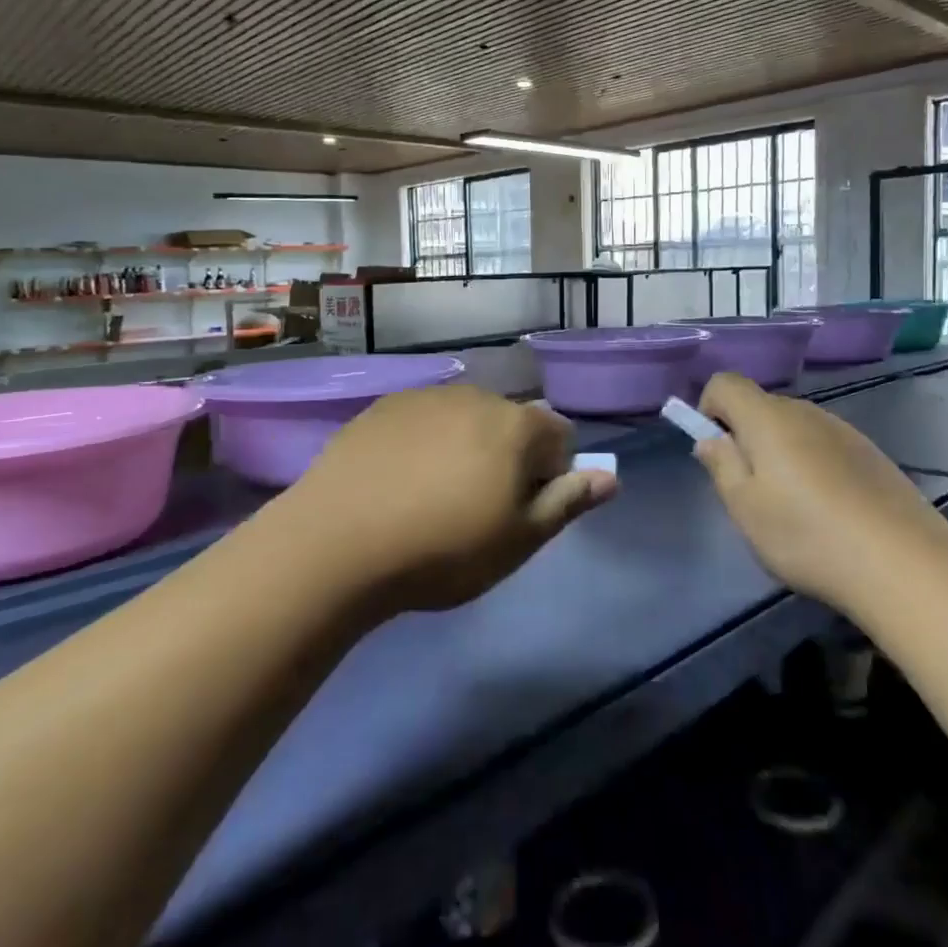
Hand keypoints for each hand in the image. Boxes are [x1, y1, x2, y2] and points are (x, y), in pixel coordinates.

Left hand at [283, 385, 617, 613]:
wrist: (336, 544)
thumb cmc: (442, 550)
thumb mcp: (518, 540)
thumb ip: (568, 502)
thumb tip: (610, 477)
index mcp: (516, 425)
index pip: (560, 437)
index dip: (550, 476)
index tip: (519, 512)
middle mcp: (474, 396)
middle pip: (511, 424)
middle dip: (507, 458)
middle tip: (474, 510)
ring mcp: (423, 397)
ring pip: (465, 420)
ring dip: (464, 448)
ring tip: (430, 497)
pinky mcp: (381, 407)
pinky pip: (422, 421)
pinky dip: (423, 443)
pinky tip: (396, 482)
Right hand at [691, 372, 947, 604]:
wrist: (905, 565)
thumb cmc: (808, 535)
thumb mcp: (745, 508)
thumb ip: (721, 465)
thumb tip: (710, 439)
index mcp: (768, 419)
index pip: (725, 383)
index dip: (710, 409)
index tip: (716, 452)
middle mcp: (807, 412)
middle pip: (761, 406)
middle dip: (745, 437)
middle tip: (750, 490)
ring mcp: (844, 431)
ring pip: (794, 427)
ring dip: (780, 453)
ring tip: (792, 507)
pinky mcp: (871, 454)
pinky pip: (825, 445)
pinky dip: (813, 465)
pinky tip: (829, 510)